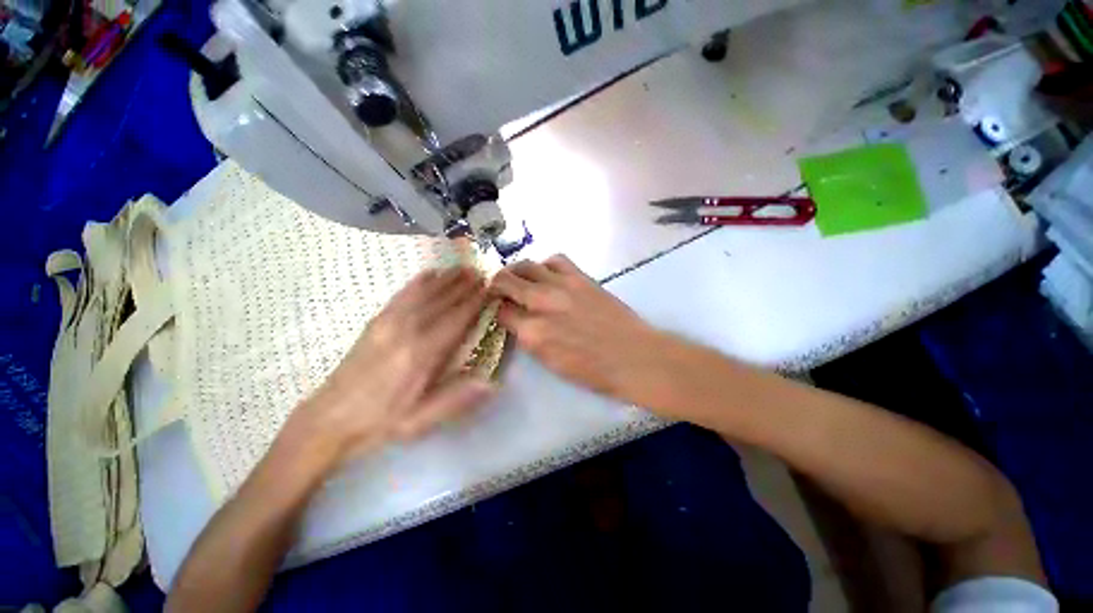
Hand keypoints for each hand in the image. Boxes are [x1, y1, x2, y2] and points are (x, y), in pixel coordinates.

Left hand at [291, 267, 495, 461]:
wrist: (330, 419)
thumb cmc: (381, 421)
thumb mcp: (420, 421)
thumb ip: (456, 399)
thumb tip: (491, 381)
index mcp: (422, 354)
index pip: (456, 320)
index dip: (475, 303)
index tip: (490, 289)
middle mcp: (407, 331)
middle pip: (442, 301)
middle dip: (464, 286)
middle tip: (482, 272)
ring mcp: (388, 323)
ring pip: (423, 293)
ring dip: (446, 279)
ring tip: (463, 267)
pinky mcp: (375, 322)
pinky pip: (401, 295)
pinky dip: (418, 282)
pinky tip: (429, 273)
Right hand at [488, 254, 666, 400]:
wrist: (633, 357)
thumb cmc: (593, 370)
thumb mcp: (550, 363)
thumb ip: (529, 339)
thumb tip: (517, 320)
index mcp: (532, 333)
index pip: (500, 311)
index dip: (496, 309)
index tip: (498, 309)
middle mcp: (541, 303)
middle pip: (505, 281)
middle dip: (496, 284)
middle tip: (499, 289)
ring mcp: (562, 286)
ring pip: (526, 265)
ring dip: (517, 271)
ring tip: (519, 278)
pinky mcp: (581, 277)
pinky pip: (555, 259)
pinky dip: (545, 265)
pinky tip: (548, 275)